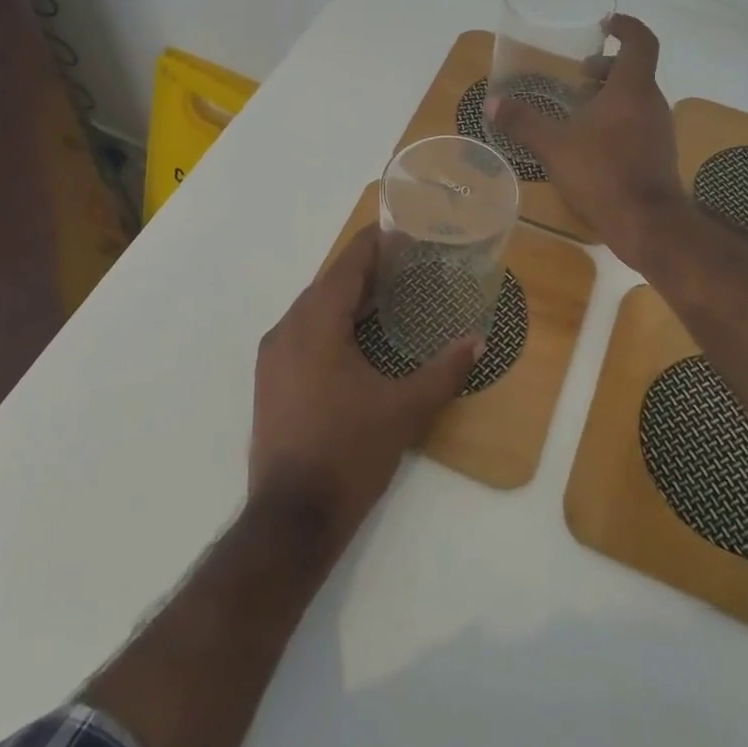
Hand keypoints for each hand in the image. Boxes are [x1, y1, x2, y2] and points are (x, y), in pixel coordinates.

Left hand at [249, 226, 479, 547]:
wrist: (291, 518)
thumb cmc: (349, 453)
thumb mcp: (404, 410)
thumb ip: (443, 370)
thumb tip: (478, 340)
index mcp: (316, 323)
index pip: (346, 264)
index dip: (374, 242)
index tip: (402, 228)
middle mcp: (287, 329)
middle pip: (329, 283)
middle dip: (365, 269)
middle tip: (406, 262)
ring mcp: (273, 355)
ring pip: (313, 308)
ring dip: (347, 297)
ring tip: (387, 295)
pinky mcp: (270, 379)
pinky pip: (303, 332)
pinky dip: (331, 322)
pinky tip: (357, 338)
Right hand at [488, 13, 686, 271]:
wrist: (647, 224)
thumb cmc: (602, 174)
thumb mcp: (554, 146)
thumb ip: (523, 122)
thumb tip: (492, 103)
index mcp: (632, 89)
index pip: (641, 42)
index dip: (626, 27)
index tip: (606, 24)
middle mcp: (651, 102)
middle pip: (635, 71)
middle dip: (607, 67)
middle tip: (579, 74)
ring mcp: (659, 129)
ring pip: (636, 98)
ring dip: (610, 94)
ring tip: (578, 108)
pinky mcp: (659, 153)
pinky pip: (638, 121)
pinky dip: (617, 118)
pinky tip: (590, 141)